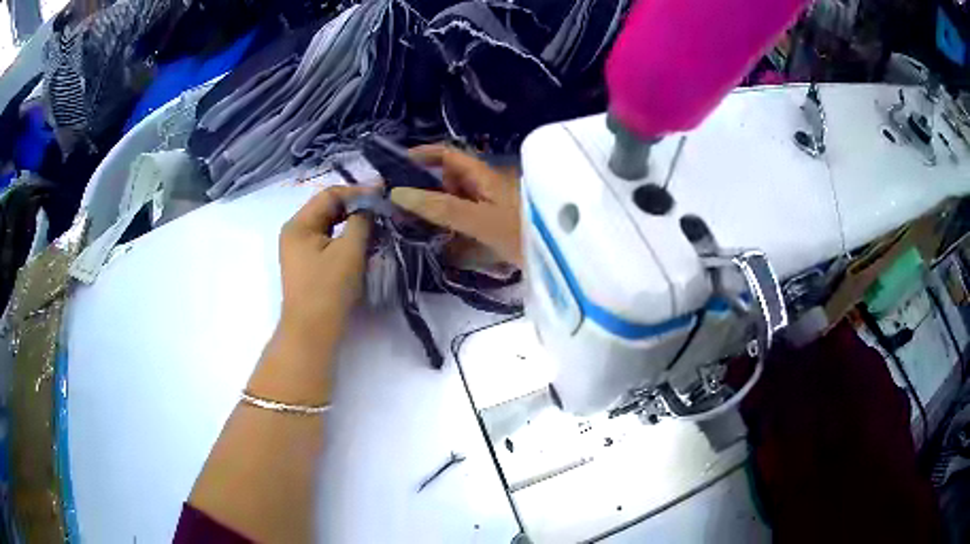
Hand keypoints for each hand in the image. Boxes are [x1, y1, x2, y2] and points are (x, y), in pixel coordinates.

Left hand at [278, 185, 373, 333]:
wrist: (312, 332)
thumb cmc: (328, 289)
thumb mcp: (349, 251)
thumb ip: (361, 221)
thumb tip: (371, 203)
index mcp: (299, 224)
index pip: (330, 195)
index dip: (358, 192)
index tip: (384, 193)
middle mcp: (294, 232)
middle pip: (327, 208)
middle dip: (355, 207)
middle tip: (382, 209)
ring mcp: (298, 249)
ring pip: (328, 225)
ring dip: (351, 222)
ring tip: (376, 224)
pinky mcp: (306, 264)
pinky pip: (327, 240)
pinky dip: (344, 237)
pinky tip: (361, 242)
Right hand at [389, 144, 522, 266]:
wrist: (562, 258)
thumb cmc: (522, 233)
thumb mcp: (479, 220)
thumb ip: (441, 208)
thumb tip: (400, 193)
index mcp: (484, 176)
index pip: (447, 155)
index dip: (422, 155)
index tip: (395, 166)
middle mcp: (487, 186)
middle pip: (449, 179)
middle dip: (423, 188)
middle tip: (396, 207)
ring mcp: (493, 207)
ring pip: (457, 201)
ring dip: (436, 211)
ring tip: (410, 226)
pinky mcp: (497, 227)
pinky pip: (468, 222)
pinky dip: (452, 229)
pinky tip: (440, 243)